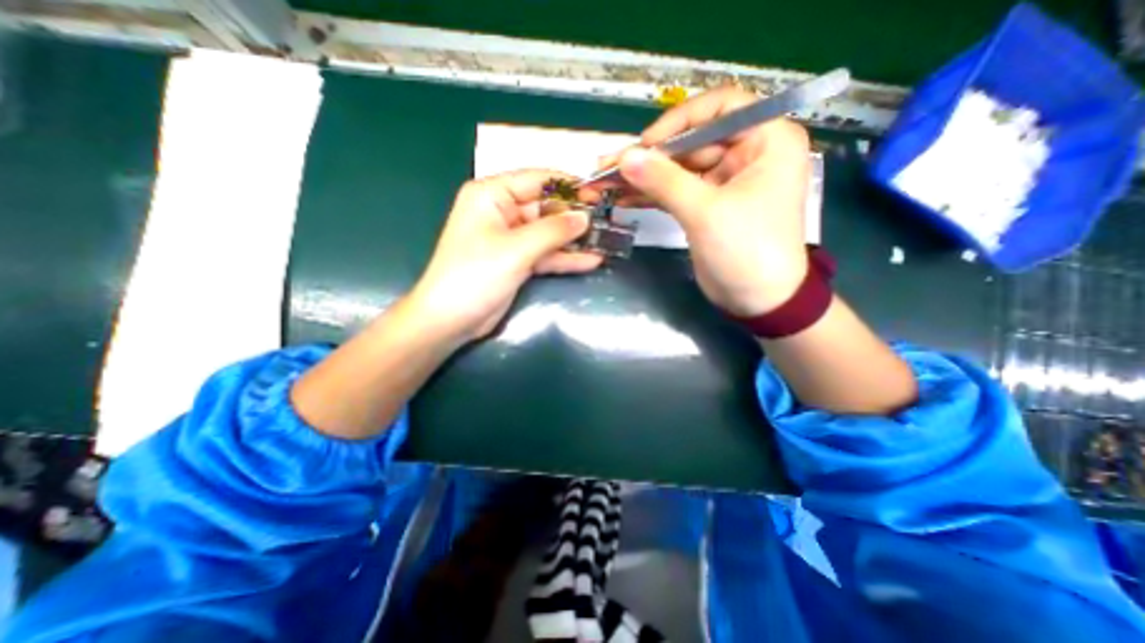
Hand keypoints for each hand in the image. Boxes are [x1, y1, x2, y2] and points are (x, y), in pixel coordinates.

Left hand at [412, 167, 606, 341]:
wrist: (451, 320)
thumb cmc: (475, 275)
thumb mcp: (516, 249)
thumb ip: (553, 231)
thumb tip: (585, 217)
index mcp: (492, 195)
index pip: (537, 180)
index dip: (569, 186)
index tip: (598, 194)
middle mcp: (502, 212)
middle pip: (546, 208)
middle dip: (575, 217)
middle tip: (608, 221)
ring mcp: (511, 239)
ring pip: (549, 233)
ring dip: (574, 240)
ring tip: (606, 240)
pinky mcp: (518, 261)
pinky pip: (545, 255)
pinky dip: (565, 259)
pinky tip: (591, 261)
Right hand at [599, 85, 813, 316]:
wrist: (758, 300)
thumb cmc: (746, 250)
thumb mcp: (705, 212)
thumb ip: (664, 181)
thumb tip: (625, 157)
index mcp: (766, 140)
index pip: (720, 107)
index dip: (680, 120)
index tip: (647, 144)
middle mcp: (747, 153)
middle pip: (691, 141)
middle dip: (650, 157)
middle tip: (608, 167)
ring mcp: (724, 181)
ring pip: (678, 169)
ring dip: (643, 177)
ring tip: (605, 182)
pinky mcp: (707, 205)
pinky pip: (676, 191)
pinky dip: (651, 195)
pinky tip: (622, 198)